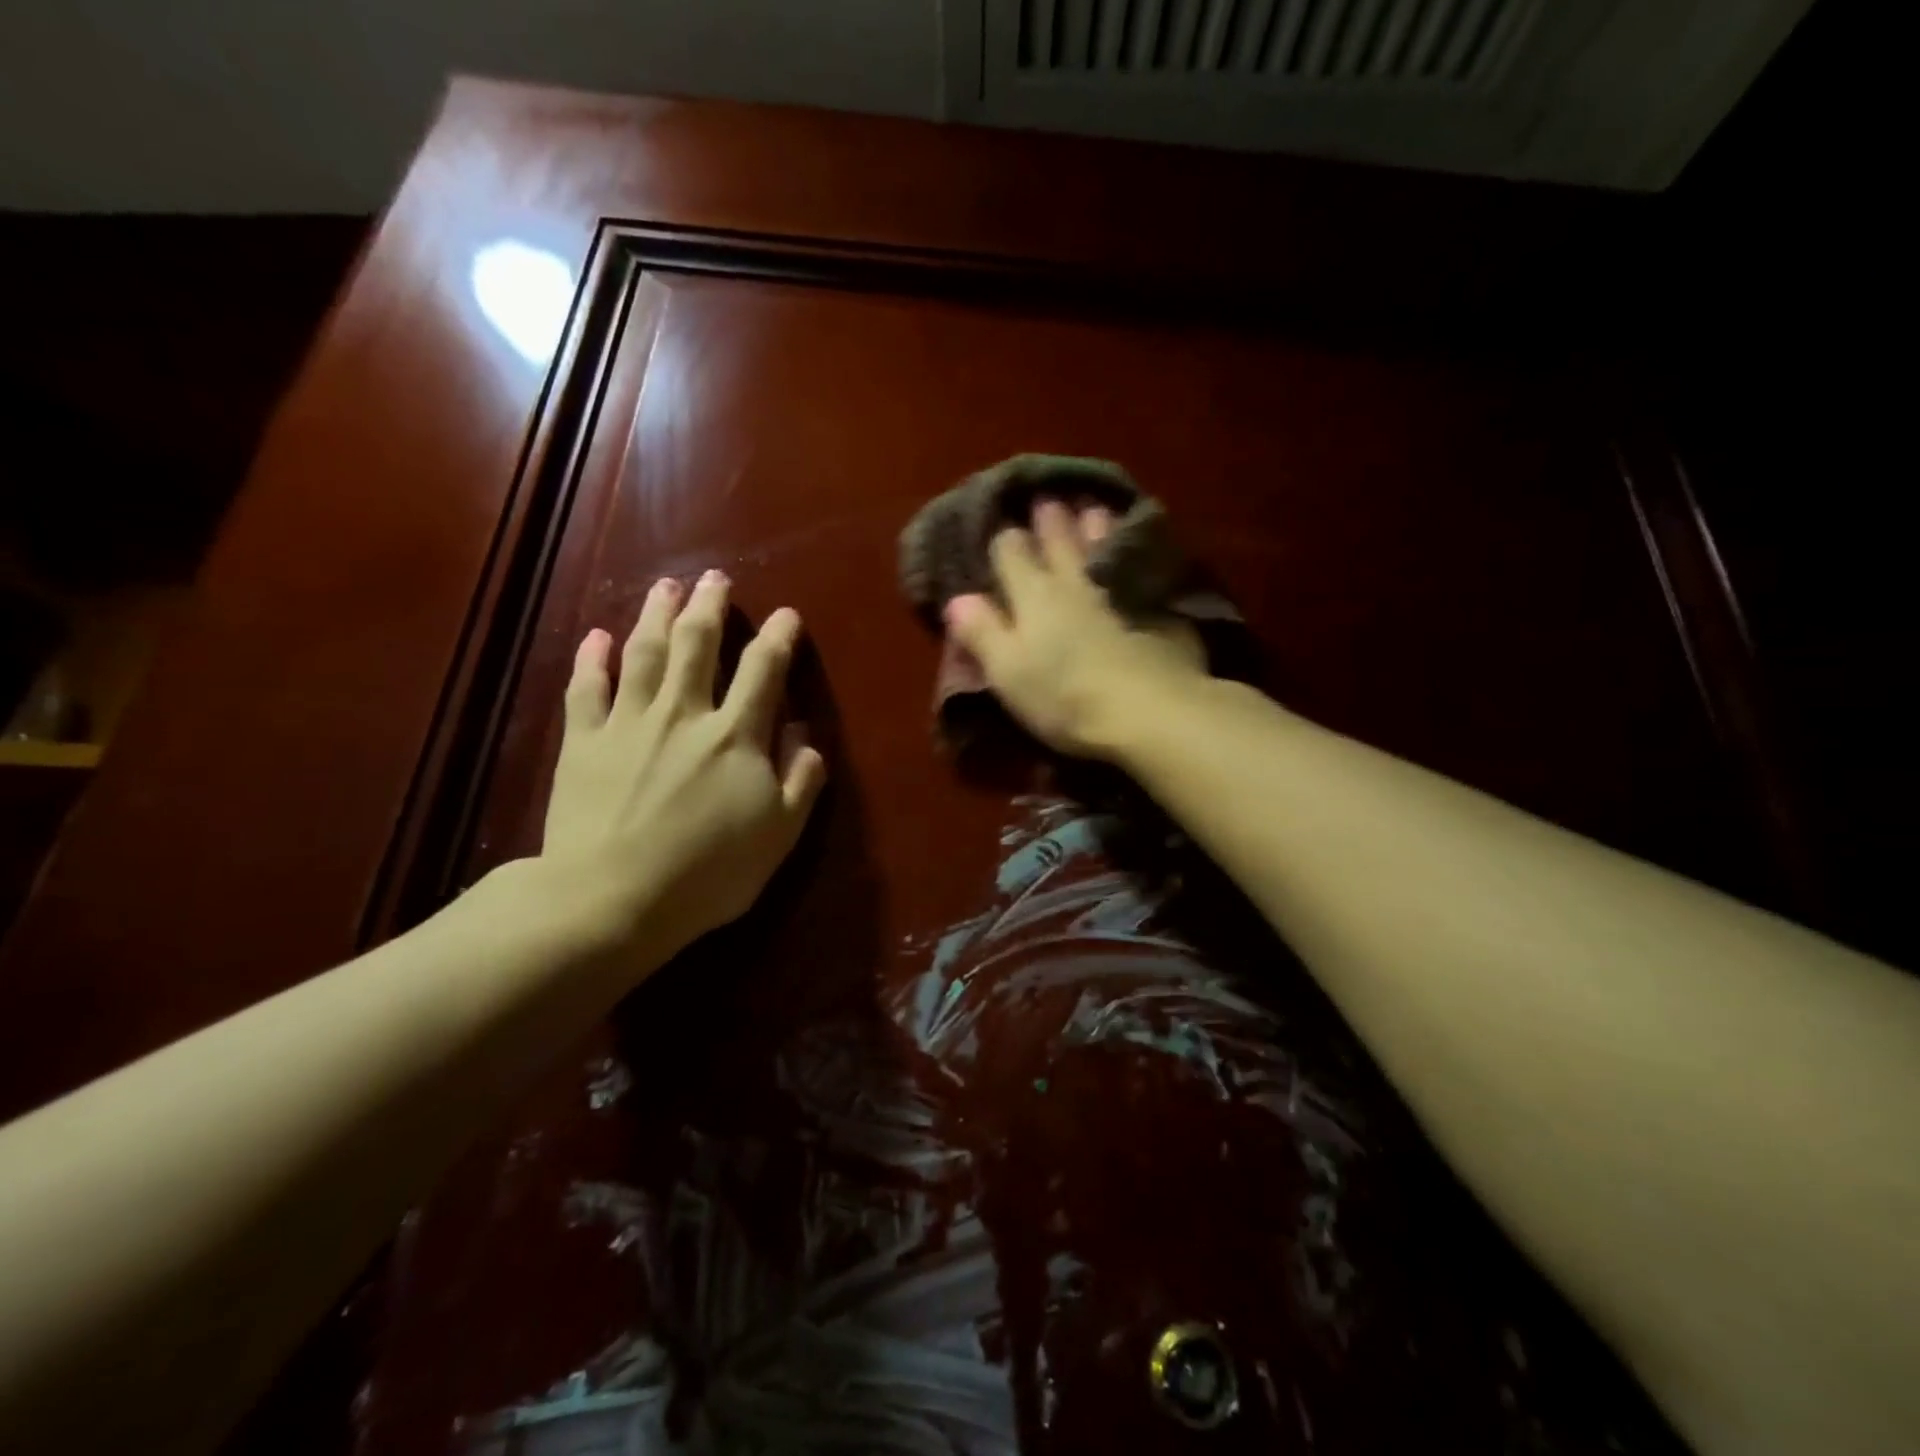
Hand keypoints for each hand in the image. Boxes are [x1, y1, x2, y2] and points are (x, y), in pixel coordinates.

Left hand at [540, 569, 826, 963]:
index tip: (786, 614)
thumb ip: (800, 783)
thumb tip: (808, 739)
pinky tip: (597, 637)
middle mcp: (683, 714)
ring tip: (665, 587)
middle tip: (714, 578)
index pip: (763, 670)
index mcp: (735, 735)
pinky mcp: (582, 742)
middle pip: (698, 645)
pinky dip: (592, 659)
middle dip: (709, 607)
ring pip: (644, 653)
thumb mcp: (777, 836)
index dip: (777, 637)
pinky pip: (586, 688)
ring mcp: (628, 723)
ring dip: (656, 615)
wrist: (611, 899)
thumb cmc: (706, 873)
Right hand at [945, 500, 1207, 759]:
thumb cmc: (1064, 697)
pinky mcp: (1160, 606)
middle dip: (1050, 522)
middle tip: (1048, 503)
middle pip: (1059, 541)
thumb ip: (982, 633)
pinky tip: (1142, 554)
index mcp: (1033, 595)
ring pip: (1104, 546)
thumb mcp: (1007, 672)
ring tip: (1093, 511)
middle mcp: (1075, 581)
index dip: (1004, 542)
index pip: (1011, 553)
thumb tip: (957, 599)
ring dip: (1095, 527)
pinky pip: (1144, 568)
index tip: (1003, 533)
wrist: (1149, 711)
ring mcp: (1121, 589)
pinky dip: (1137, 554)